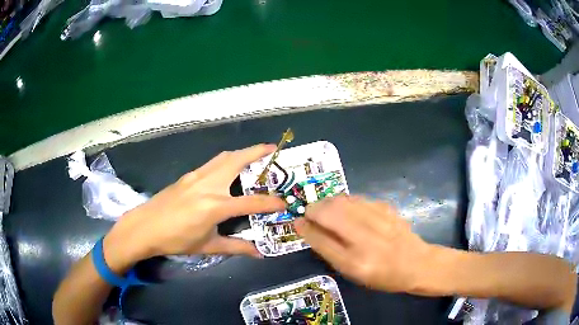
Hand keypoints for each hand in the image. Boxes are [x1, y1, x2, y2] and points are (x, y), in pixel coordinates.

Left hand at [103, 144, 285, 270]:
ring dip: (241, 152)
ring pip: (223, 157)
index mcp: (215, 206)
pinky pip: (212, 162)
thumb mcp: (207, 246)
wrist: (145, 227)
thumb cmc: (176, 239)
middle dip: (257, 151)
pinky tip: (228, 168)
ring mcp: (196, 176)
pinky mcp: (188, 175)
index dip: (270, 203)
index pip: (251, 202)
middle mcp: (208, 185)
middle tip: (273, 149)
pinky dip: (226, 159)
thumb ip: (235, 247)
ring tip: (255, 154)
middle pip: (236, 161)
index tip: (284, 202)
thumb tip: (258, 253)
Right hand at [294, 196, 434, 293]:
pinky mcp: (386, 208)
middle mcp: (366, 239)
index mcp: (356, 262)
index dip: (305, 227)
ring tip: (325, 210)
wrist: (417, 263)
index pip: (321, 240)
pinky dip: (345, 201)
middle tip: (310, 213)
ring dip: (327, 202)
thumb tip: (309, 229)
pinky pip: (357, 198)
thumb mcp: (353, 273)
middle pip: (330, 213)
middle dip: (313, 209)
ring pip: (342, 200)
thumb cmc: (382, 276)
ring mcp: (379, 220)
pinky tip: (346, 209)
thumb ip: (330, 251)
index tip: (297, 221)